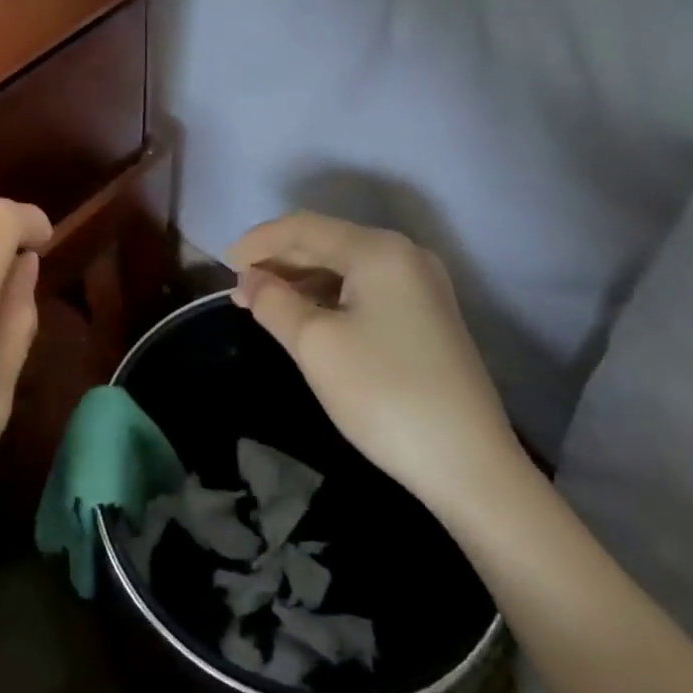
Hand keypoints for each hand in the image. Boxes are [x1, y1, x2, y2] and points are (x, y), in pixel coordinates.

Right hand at [227, 211, 523, 515]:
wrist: (469, 464)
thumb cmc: (383, 394)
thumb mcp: (314, 344)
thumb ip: (273, 301)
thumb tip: (249, 279)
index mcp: (378, 250)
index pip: (303, 227)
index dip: (258, 242)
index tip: (223, 266)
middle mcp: (404, 254)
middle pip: (326, 241)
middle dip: (278, 261)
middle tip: (239, 289)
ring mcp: (420, 284)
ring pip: (344, 265)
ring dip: (300, 279)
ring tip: (263, 304)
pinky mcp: (426, 314)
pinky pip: (363, 287)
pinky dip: (327, 295)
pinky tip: (305, 316)